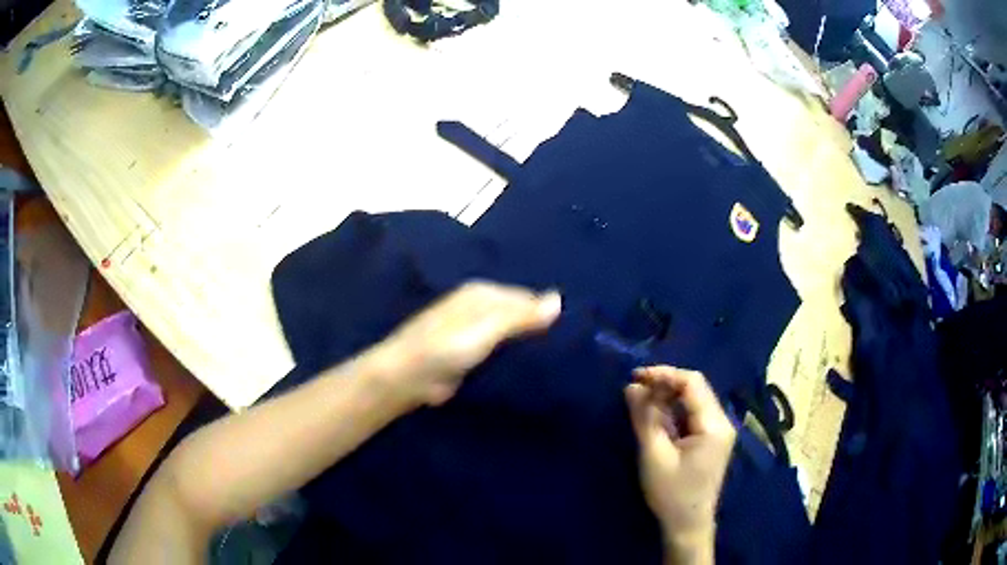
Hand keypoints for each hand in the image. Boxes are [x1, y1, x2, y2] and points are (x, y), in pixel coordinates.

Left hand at [372, 281, 561, 407]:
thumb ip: (520, 316)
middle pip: (519, 315)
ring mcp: (474, 331)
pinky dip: (513, 357)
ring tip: (558, 359)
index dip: (548, 313)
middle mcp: (479, 307)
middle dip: (539, 328)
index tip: (573, 333)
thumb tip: (559, 300)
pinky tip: (531, 369)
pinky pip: (500, 351)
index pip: (527, 297)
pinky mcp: (471, 353)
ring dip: (528, 345)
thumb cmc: (445, 348)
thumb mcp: (485, 329)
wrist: (407, 377)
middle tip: (569, 348)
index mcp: (482, 293)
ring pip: (511, 334)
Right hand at [625, 366, 735, 562]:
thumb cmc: (671, 494)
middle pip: (695, 388)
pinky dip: (674, 410)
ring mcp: (719, 431)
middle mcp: (722, 422)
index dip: (663, 374)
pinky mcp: (711, 440)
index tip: (635, 377)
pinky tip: (656, 416)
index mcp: (714, 424)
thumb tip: (632, 387)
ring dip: (668, 397)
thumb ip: (644, 418)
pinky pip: (693, 414)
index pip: (692, 383)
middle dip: (665, 384)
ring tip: (641, 401)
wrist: (687, 526)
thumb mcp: (654, 455)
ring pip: (694, 400)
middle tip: (635, 389)